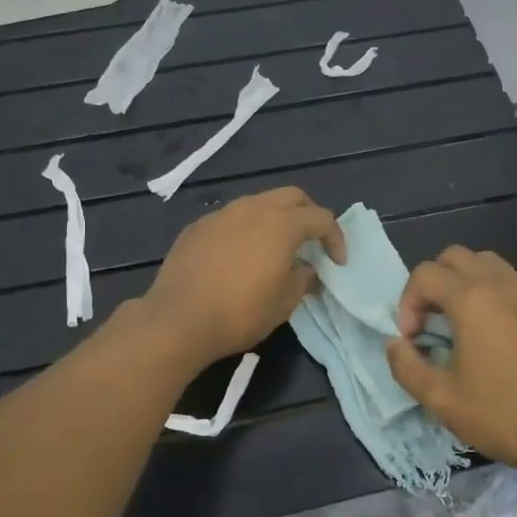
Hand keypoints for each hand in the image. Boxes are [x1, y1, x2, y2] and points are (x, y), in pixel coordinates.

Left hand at [143, 187, 346, 366]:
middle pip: (291, 197)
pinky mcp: (198, 226)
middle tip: (312, 242)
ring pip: (258, 202)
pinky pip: (231, 218)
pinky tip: (240, 254)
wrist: (178, 320)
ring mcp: (222, 214)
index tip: (337, 262)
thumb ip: (303, 279)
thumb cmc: (240, 313)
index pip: (320, 218)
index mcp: (281, 224)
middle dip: (308, 214)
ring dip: (275, 218)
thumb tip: (308, 269)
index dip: (336, 238)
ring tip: (276, 246)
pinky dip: (246, 228)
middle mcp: (252, 209)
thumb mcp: (284, 303)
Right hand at [387, 247, 516, 479]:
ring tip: (463, 316)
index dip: (408, 303)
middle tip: (431, 322)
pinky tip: (504, 313)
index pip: (424, 275)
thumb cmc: (502, 416)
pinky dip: (505, 284)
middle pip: (453, 257)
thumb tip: (395, 343)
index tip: (412, 339)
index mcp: (470, 299)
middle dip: (432, 284)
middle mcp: (500, 282)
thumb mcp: (440, 399)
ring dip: (465, 279)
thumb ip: (406, 366)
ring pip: (487, 261)